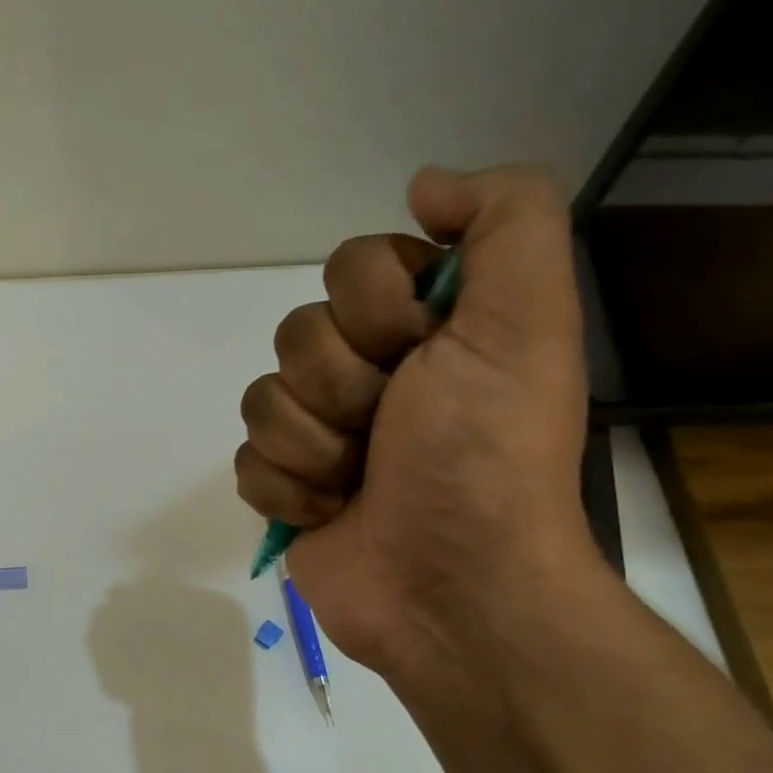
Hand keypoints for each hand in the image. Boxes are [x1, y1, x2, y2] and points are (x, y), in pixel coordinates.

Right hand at [235, 165, 595, 673]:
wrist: (451, 587)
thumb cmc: (485, 457)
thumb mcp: (526, 321)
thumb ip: (505, 221)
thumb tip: (424, 184)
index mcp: (426, 328)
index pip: (350, 265)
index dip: (375, 309)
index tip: (421, 354)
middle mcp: (370, 373)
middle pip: (297, 334)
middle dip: (342, 387)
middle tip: (390, 430)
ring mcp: (322, 435)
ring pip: (262, 399)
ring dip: (313, 445)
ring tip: (360, 482)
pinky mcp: (287, 489)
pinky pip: (246, 461)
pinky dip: (287, 490)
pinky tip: (328, 513)